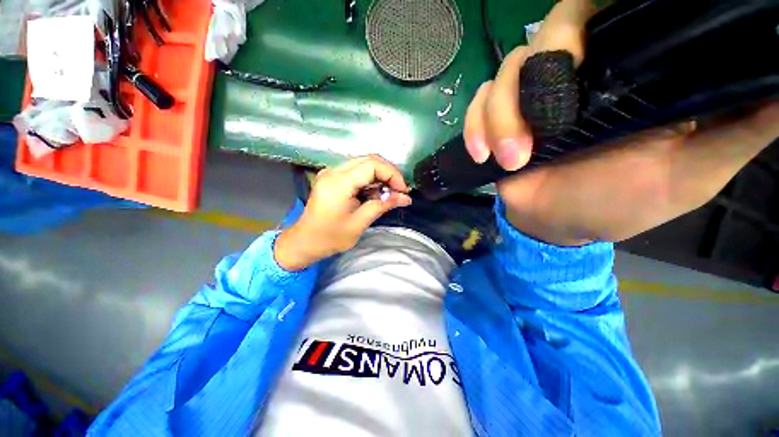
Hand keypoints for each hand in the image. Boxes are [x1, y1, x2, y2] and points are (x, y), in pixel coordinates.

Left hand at [274, 155, 411, 270]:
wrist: (304, 242)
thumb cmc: (331, 237)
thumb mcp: (360, 223)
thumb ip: (383, 205)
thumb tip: (406, 198)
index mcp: (339, 182)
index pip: (372, 164)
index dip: (392, 174)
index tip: (403, 190)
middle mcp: (334, 171)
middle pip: (369, 160)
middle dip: (389, 173)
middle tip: (399, 191)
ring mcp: (331, 172)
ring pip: (364, 163)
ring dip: (380, 176)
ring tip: (390, 193)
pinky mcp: (332, 177)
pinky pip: (356, 171)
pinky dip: (370, 179)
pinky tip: (376, 192)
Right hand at [464, 0, 778, 245]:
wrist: (558, 223)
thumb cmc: (621, 203)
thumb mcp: (695, 172)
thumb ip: (739, 127)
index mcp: (628, 73)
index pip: (609, 11)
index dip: (592, 12)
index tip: (590, 48)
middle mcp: (576, 73)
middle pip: (548, 32)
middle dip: (539, 71)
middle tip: (546, 124)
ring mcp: (529, 98)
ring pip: (503, 74)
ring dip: (500, 117)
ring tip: (515, 158)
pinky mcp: (497, 122)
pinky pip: (476, 106)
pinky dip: (474, 127)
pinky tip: (482, 154)